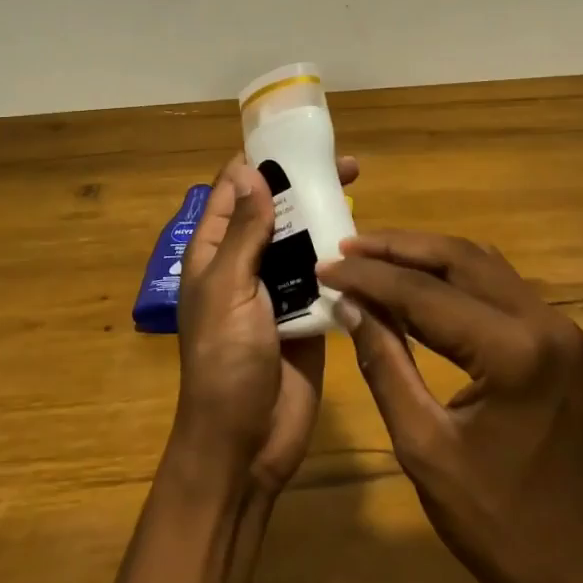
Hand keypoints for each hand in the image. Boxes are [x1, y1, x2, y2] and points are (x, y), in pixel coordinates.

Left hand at [171, 154, 358, 494]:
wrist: (246, 443)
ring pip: (303, 240)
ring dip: (326, 217)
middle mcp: (245, 264)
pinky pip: (325, 276)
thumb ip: (243, 233)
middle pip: (275, 211)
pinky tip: (368, 240)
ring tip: (360, 192)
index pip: (232, 193)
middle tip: (346, 165)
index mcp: (214, 254)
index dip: (259, 163)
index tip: (296, 139)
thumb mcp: (228, 290)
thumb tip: (248, 171)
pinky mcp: (308, 314)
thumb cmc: (225, 362)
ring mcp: (277, 290)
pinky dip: (341, 256)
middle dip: (303, 185)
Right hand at [318, 231, 582, 582]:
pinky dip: (453, 277)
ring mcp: (558, 328)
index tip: (325, 264)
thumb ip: (384, 364)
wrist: (577, 577)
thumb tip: (348, 304)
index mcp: (514, 352)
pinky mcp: (558, 340)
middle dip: (398, 248)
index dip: (370, 276)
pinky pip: (497, 288)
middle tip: (345, 245)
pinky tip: (417, 283)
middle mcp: (544, 322)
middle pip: (459, 259)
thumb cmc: (494, 525)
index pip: (426, 294)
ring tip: (372, 256)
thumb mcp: (423, 446)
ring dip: (425, 256)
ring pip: (481, 265)